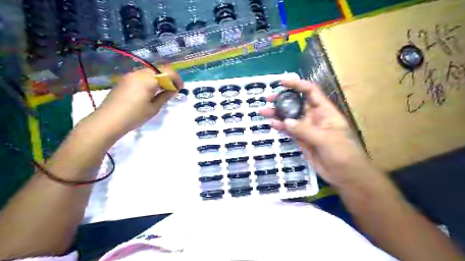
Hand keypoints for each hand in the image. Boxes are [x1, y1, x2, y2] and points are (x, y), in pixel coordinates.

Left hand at [89, 66, 183, 138]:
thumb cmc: (134, 116)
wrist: (108, 120)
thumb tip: (172, 90)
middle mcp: (138, 73)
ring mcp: (130, 76)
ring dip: (159, 79)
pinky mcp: (124, 81)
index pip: (167, 72)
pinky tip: (150, 92)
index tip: (180, 88)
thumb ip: (165, 96)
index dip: (176, 79)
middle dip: (168, 78)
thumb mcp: (154, 108)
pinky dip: (150, 81)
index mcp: (148, 79)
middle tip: (172, 90)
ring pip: (150, 73)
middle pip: (158, 70)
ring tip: (162, 92)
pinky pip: (141, 77)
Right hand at [262, 79, 372, 187]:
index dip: (297, 84)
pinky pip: (290, 130)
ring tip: (263, 111)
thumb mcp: (325, 139)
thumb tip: (285, 121)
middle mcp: (315, 117)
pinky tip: (272, 124)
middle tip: (268, 98)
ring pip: (290, 117)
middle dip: (283, 99)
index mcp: (325, 111)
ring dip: (278, 114)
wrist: (346, 175)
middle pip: (297, 103)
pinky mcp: (302, 140)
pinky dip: (281, 127)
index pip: (310, 91)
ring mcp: (307, 129)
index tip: (282, 82)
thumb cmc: (343, 153)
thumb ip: (304, 130)